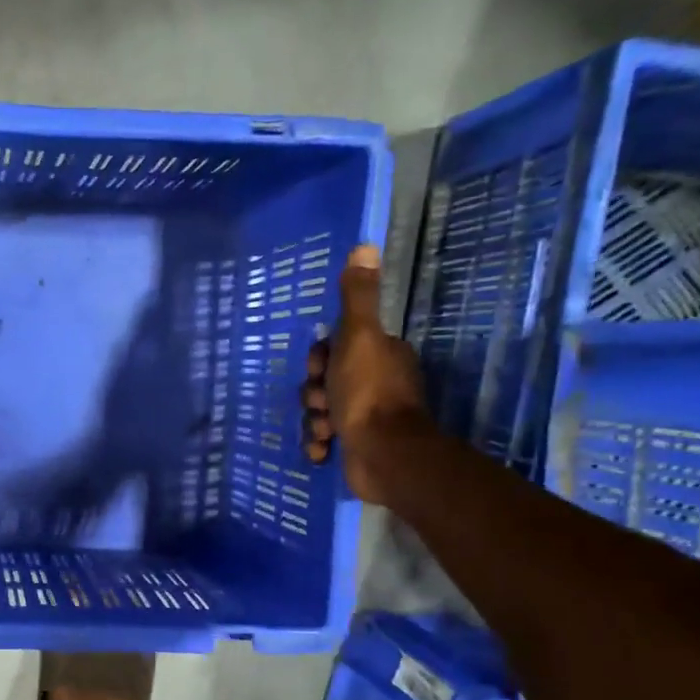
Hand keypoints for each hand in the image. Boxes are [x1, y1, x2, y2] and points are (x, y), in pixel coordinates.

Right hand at [301, 244, 430, 503]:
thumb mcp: (358, 338)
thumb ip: (358, 298)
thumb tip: (365, 246)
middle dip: (314, 395)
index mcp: (379, 354)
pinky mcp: (357, 444)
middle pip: (323, 381)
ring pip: (320, 411)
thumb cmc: (368, 393)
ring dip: (315, 421)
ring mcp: (366, 415)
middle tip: (324, 404)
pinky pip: (324, 438)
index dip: (319, 360)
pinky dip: (320, 444)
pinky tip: (324, 450)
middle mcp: (375, 381)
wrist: (384, 454)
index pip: (334, 348)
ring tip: (325, 432)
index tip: (320, 371)